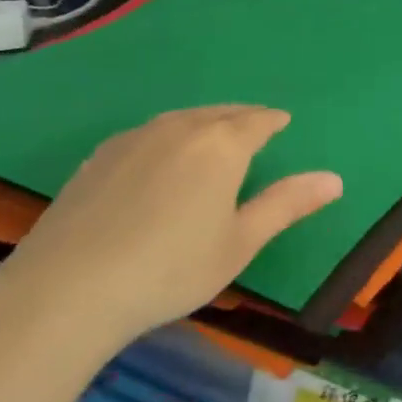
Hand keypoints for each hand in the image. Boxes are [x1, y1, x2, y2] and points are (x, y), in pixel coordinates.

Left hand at [0, 105, 340, 348]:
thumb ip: (286, 205)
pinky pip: (149, 133)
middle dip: (242, 118)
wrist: (67, 289)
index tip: (282, 122)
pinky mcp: (99, 156)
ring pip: (182, 119)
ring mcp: (134, 138)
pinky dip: (169, 137)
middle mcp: (180, 128)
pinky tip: (161, 159)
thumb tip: (334, 179)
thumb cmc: (170, 268)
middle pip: (220, 113)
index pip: (257, 121)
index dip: (273, 121)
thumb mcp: (240, 243)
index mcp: (221, 145)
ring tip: (213, 138)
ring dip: (204, 123)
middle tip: (255, 126)